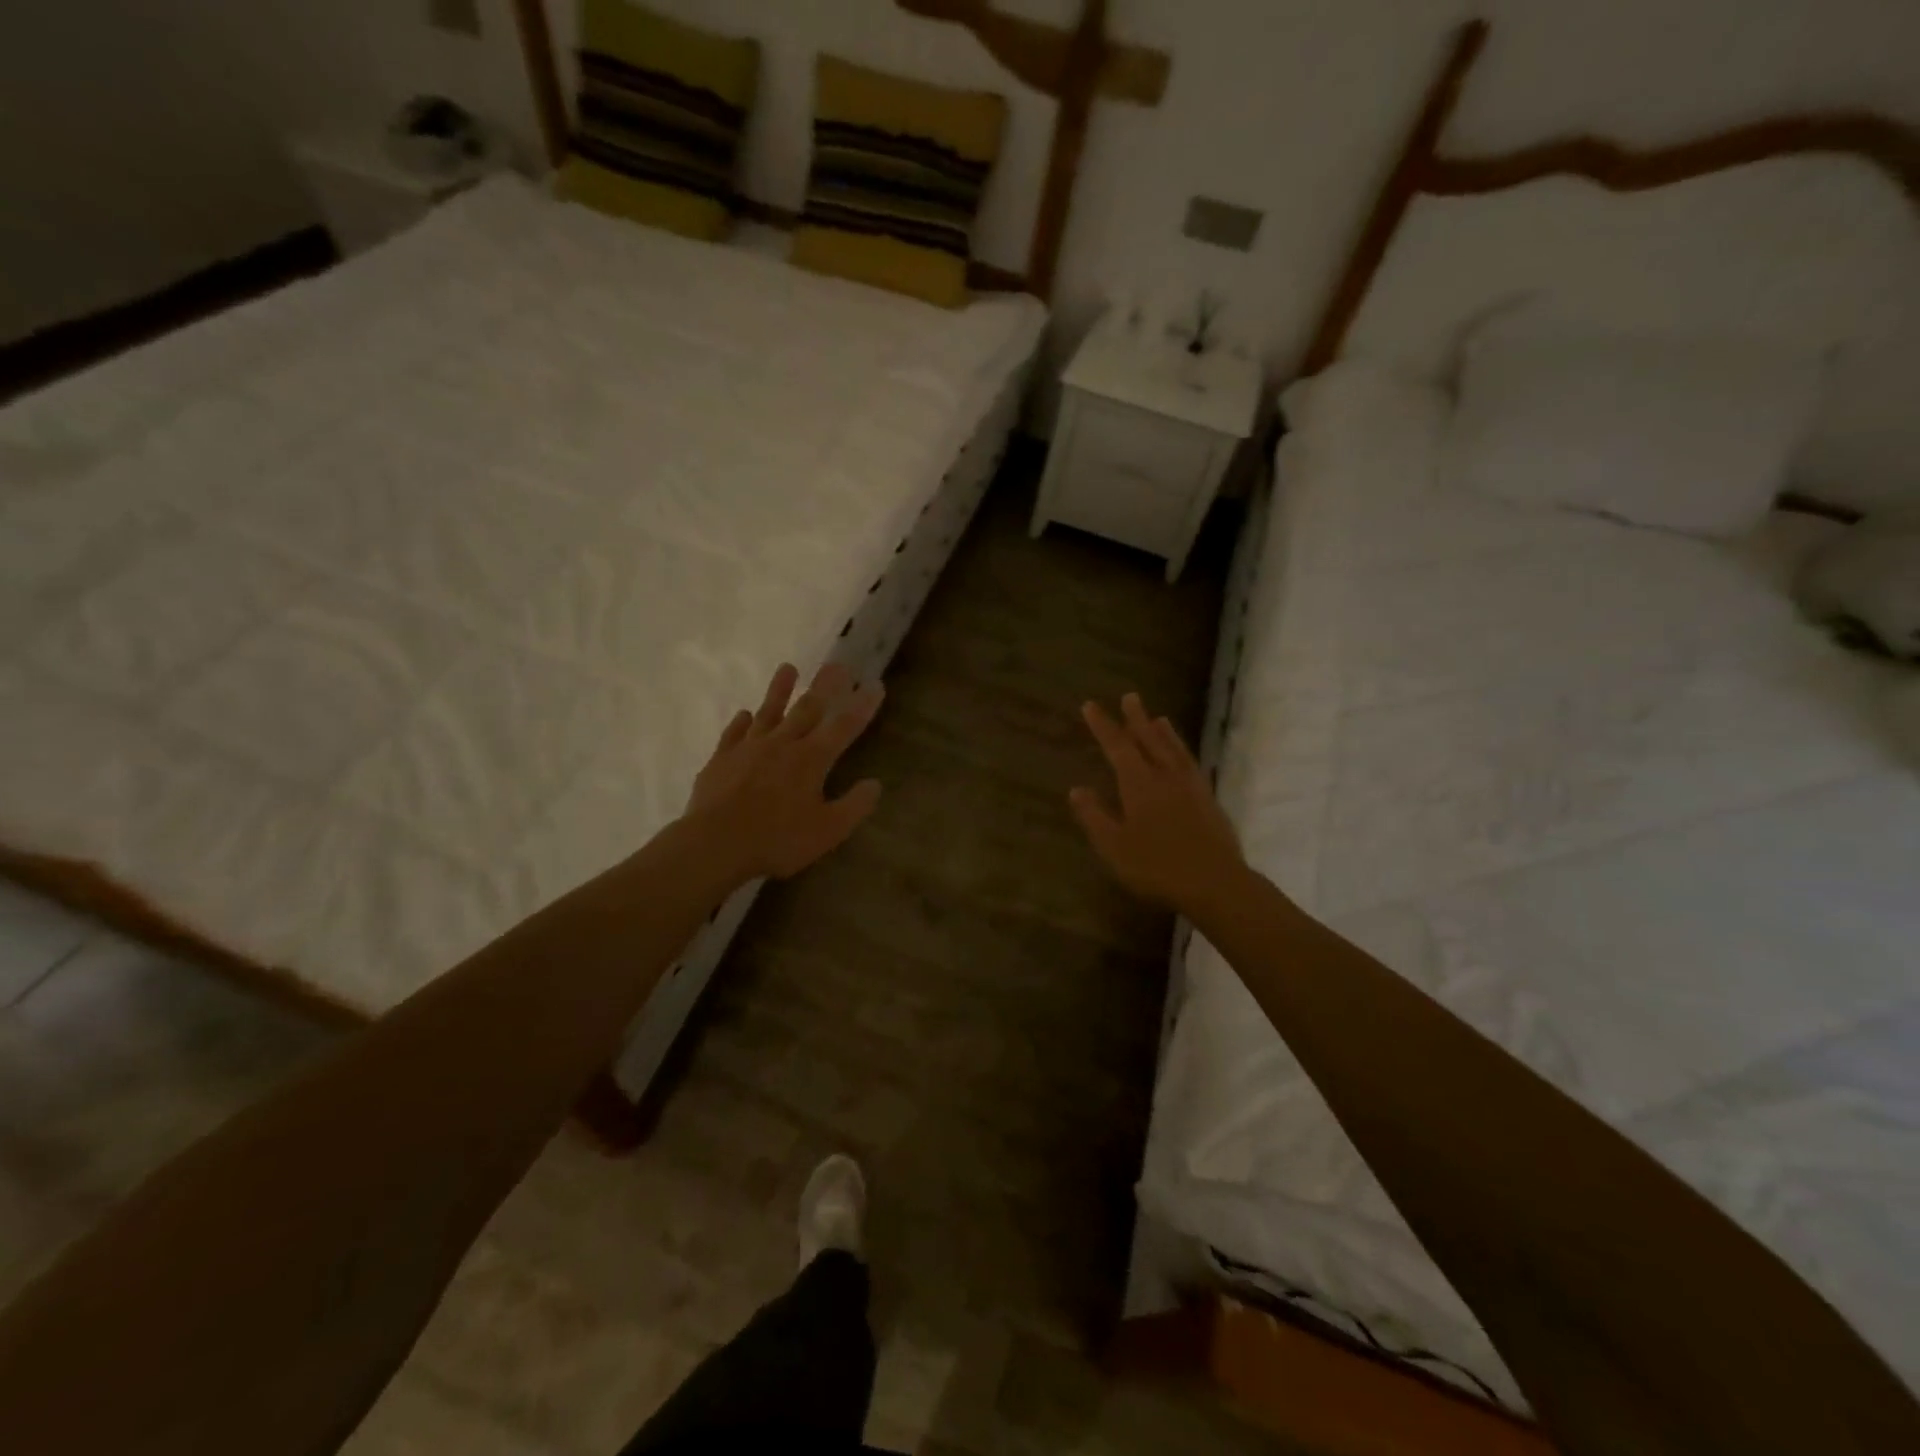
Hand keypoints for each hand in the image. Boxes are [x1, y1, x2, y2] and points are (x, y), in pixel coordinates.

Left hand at [683, 662, 883, 881]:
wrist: (715, 843)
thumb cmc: (777, 839)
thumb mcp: (828, 831)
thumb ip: (854, 806)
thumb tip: (874, 784)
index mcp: (812, 759)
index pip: (844, 726)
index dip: (862, 706)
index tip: (875, 685)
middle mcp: (783, 744)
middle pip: (808, 708)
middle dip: (825, 686)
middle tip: (836, 665)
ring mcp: (749, 748)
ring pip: (769, 712)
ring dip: (780, 690)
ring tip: (788, 668)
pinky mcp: (722, 759)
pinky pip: (734, 733)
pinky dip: (742, 722)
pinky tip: (745, 714)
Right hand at [1069, 693, 1246, 914]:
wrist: (1215, 882)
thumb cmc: (1156, 866)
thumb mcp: (1114, 846)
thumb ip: (1094, 816)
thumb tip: (1077, 789)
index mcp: (1139, 784)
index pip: (1117, 747)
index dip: (1103, 726)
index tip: (1091, 706)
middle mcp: (1166, 776)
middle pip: (1149, 740)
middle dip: (1136, 718)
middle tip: (1130, 697)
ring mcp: (1191, 786)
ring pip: (1175, 750)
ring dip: (1164, 732)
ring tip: (1159, 718)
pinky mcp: (1209, 800)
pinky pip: (1192, 764)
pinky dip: (1183, 752)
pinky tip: (1183, 757)